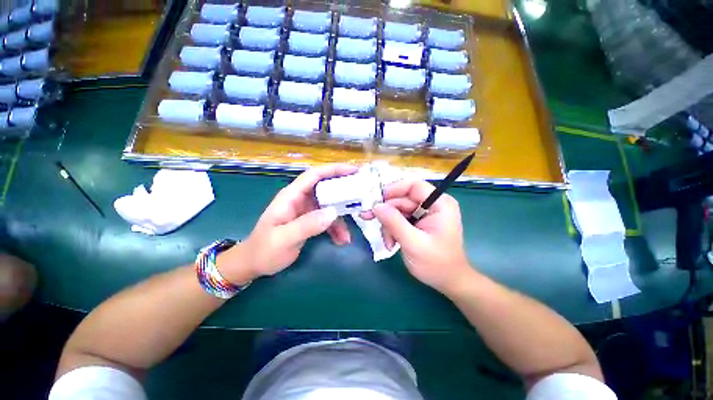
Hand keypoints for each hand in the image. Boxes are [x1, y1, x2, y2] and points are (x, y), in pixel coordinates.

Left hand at [218, 164, 357, 283]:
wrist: (254, 264)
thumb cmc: (264, 250)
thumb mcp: (284, 239)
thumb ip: (307, 225)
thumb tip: (333, 212)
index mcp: (292, 196)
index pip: (314, 175)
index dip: (334, 170)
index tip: (354, 170)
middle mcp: (301, 199)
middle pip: (326, 188)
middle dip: (344, 192)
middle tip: (362, 196)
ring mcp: (307, 210)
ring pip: (330, 206)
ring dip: (341, 218)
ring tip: (348, 234)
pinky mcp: (310, 220)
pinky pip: (328, 220)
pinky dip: (336, 228)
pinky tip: (341, 240)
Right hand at [368, 179, 473, 293]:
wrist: (448, 281)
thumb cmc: (436, 264)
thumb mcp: (413, 243)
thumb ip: (394, 222)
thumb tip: (376, 206)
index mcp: (439, 204)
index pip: (414, 185)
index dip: (394, 189)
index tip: (377, 201)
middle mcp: (433, 204)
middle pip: (402, 199)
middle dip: (387, 213)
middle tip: (368, 219)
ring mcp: (425, 213)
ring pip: (397, 209)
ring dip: (388, 225)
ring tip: (388, 243)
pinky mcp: (418, 221)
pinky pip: (399, 218)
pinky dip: (392, 229)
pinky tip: (392, 243)